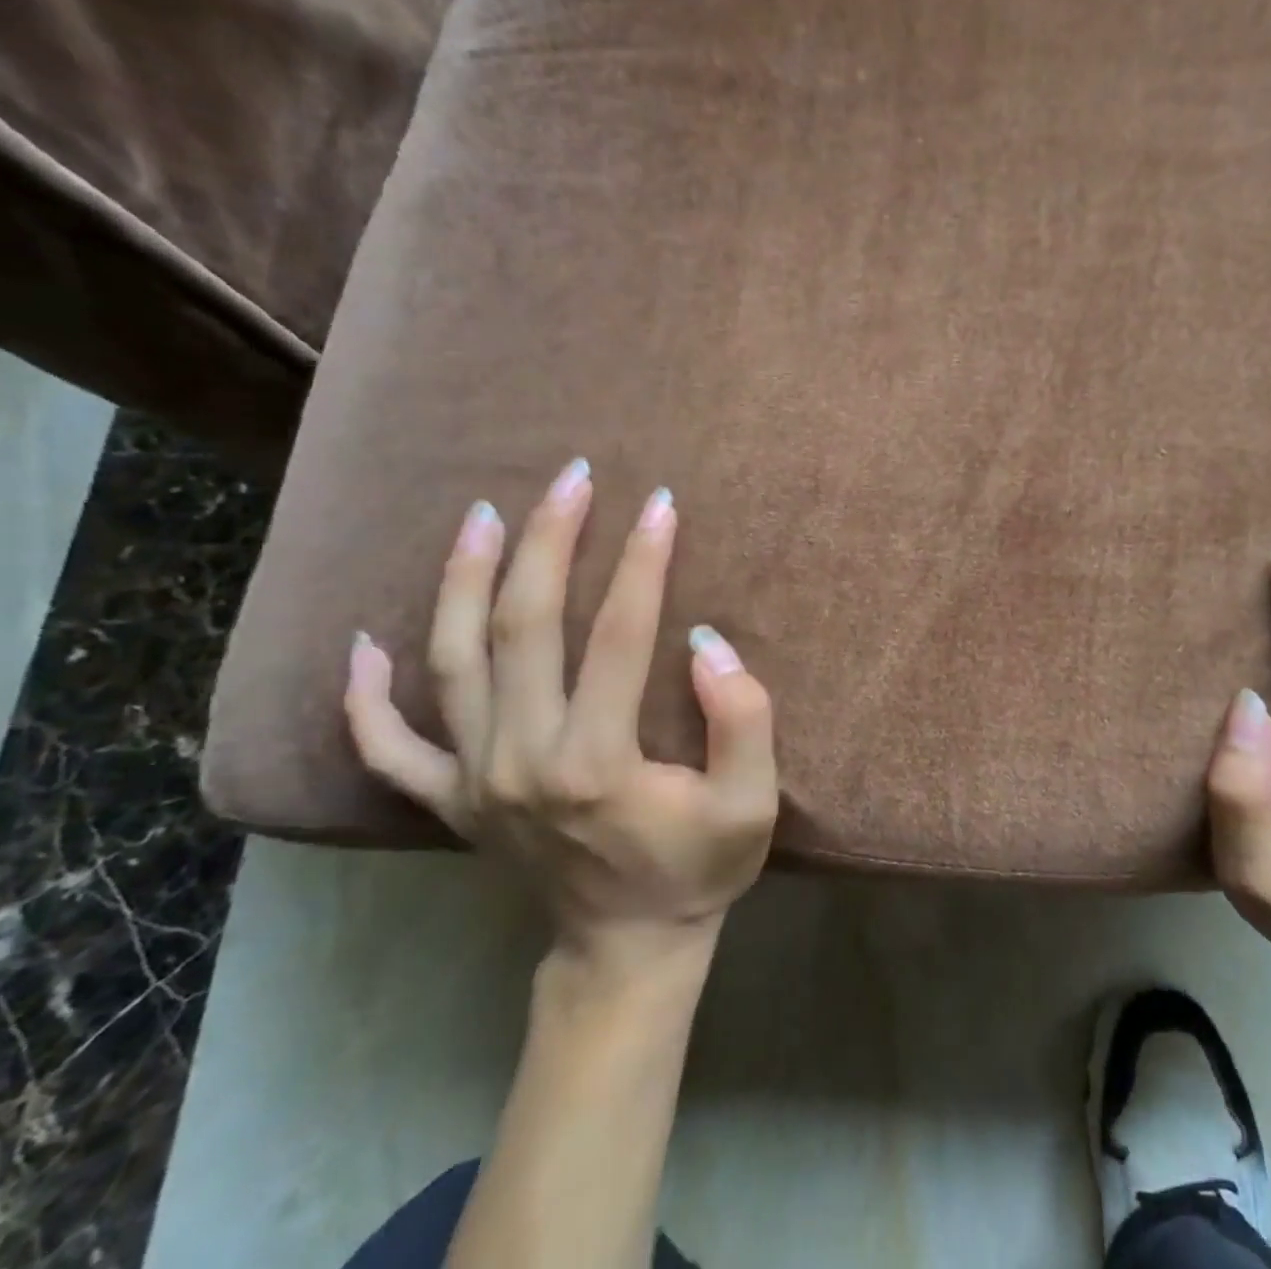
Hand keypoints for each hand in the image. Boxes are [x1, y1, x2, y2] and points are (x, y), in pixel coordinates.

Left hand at [344, 459, 778, 966]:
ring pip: (452, 661)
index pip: (620, 634)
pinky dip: (366, 696)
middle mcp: (520, 759)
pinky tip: (363, 645)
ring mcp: (472, 780)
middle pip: (524, 625)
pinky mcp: (450, 801)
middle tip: (573, 477)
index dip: (644, 562)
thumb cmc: (698, 872)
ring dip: (465, 579)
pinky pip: (388, 746)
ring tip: (483, 516)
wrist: (625, 950)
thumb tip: (707, 642)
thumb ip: (743, 721)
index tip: (662, 503)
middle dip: (551, 540)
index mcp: (596, 760)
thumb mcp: (751, 805)